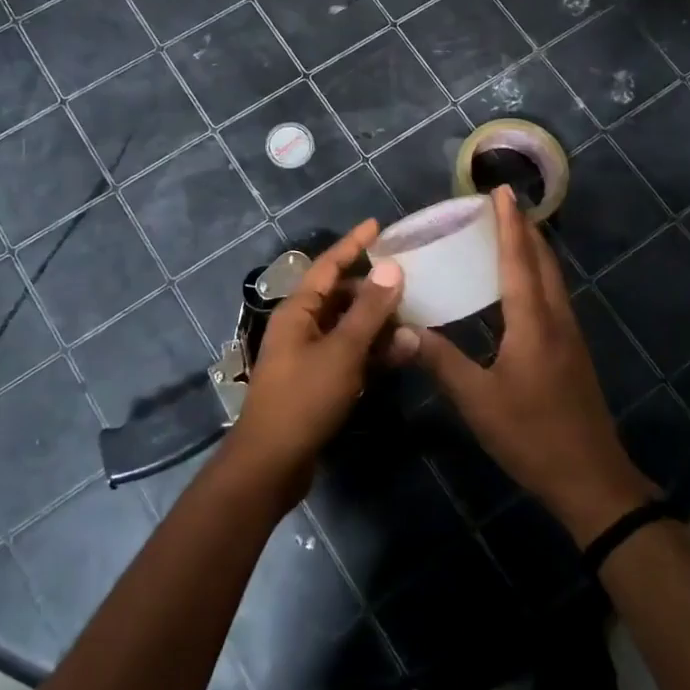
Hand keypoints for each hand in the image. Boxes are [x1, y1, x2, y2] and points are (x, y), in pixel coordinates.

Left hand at [229, 221, 413, 504]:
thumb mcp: (341, 351)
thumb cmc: (303, 399)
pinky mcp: (320, 382)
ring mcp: (310, 355)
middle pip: (341, 296)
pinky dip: (374, 351)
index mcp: (298, 310)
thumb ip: (368, 311)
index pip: (328, 265)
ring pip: (350, 327)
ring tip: (416, 317)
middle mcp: (302, 326)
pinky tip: (404, 352)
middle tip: (411, 281)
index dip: (353, 244)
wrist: (272, 463)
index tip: (377, 225)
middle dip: (375, 289)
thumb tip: (391, 268)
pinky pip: (351, 355)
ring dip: (380, 323)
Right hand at [413, 187, 656, 546]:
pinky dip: (536, 276)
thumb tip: (404, 330)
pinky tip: (521, 286)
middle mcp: (555, 319)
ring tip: (510, 233)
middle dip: (524, 229)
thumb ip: (442, 362)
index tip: (502, 192)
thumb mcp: (478, 401)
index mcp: (533, 323)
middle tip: (501, 205)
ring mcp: (569, 335)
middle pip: (543, 261)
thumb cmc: (531, 435)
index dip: (509, 225)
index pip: (519, 261)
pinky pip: (553, 297)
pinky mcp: (572, 351)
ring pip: (552, 278)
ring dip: (533, 250)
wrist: (590, 478)